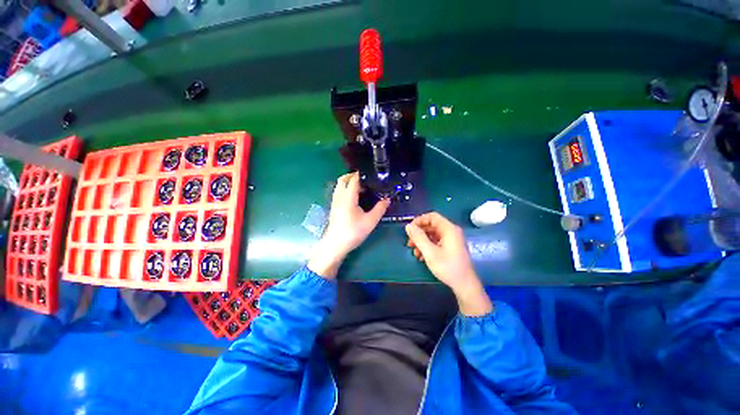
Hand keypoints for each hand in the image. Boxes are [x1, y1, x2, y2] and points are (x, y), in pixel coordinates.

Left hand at [308, 172, 389, 278]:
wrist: (335, 244)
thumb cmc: (353, 232)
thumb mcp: (370, 221)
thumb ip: (380, 209)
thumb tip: (387, 199)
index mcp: (348, 197)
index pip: (354, 180)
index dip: (361, 175)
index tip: (371, 174)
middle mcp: (339, 196)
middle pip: (343, 179)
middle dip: (352, 175)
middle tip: (364, 179)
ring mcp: (335, 201)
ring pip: (339, 185)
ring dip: (348, 182)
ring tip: (360, 187)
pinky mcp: (334, 207)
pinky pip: (338, 192)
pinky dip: (345, 189)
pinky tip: (353, 197)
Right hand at [405, 212, 491, 315]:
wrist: (464, 285)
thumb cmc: (448, 267)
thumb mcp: (430, 252)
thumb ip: (418, 237)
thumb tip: (408, 226)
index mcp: (449, 229)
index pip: (432, 216)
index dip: (419, 220)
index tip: (410, 230)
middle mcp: (451, 231)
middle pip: (431, 225)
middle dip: (419, 233)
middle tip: (410, 243)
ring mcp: (451, 240)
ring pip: (432, 234)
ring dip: (421, 241)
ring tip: (415, 252)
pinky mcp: (450, 247)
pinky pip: (436, 241)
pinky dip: (427, 246)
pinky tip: (422, 256)